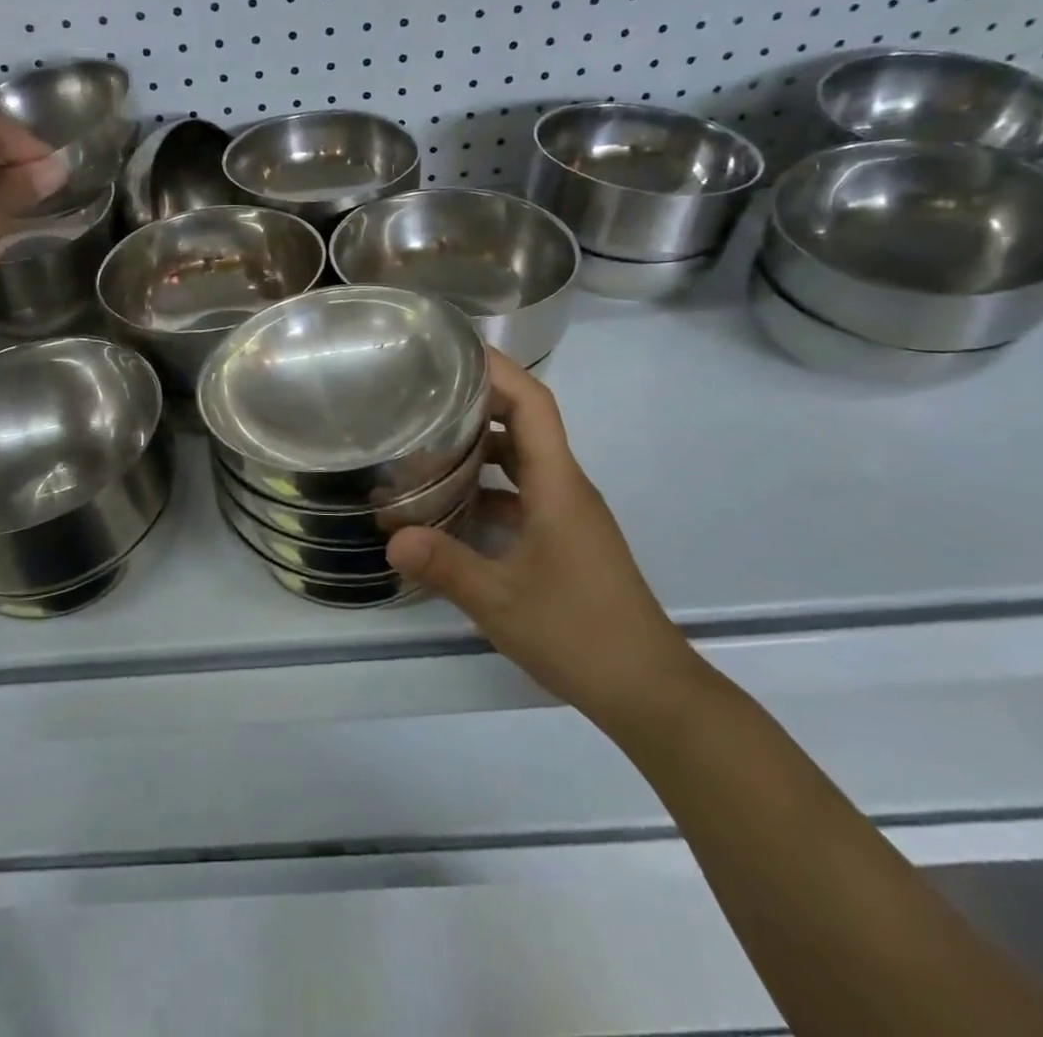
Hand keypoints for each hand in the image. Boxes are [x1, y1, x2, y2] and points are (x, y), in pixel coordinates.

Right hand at [386, 350, 700, 725]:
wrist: (652, 691)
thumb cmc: (580, 634)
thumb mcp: (500, 601)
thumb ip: (444, 565)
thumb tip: (390, 537)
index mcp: (558, 484)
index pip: (533, 404)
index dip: (498, 368)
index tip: (453, 351)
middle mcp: (566, 487)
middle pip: (525, 423)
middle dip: (477, 401)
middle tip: (421, 393)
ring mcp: (569, 514)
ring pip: (523, 460)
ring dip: (481, 445)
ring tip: (425, 442)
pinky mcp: (566, 538)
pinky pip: (524, 492)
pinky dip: (489, 486)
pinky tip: (450, 505)